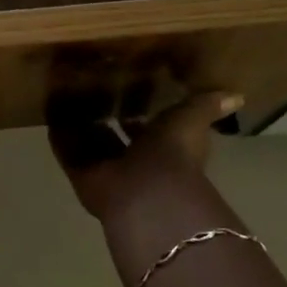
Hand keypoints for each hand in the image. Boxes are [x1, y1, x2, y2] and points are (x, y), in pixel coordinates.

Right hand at [47, 92, 242, 220]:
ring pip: (90, 146)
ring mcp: (106, 171)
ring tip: (62, 99)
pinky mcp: (83, 176)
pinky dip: (60, 138)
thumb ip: (205, 107)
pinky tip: (49, 117)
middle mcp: (133, 162)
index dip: (137, 116)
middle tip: (86, 93)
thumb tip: (237, 95)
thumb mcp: (190, 120)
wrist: (148, 194)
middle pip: (114, 140)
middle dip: (103, 121)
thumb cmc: (172, 153)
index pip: (145, 130)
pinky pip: (68, 154)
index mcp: (159, 149)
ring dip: (79, 128)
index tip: (123, 92)